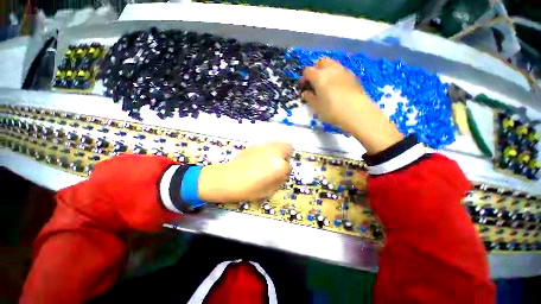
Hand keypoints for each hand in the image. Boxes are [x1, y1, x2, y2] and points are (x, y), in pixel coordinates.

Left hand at [198, 141, 292, 202]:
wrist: (227, 179)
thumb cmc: (249, 189)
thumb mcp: (269, 191)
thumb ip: (279, 180)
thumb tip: (281, 173)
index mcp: (279, 165)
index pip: (289, 166)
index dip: (285, 172)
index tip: (279, 176)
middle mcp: (274, 152)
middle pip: (288, 147)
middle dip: (286, 155)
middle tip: (279, 163)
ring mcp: (264, 146)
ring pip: (277, 143)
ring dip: (277, 151)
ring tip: (269, 160)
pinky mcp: (254, 145)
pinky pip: (266, 146)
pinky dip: (267, 151)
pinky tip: (258, 159)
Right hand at [301, 59, 402, 153]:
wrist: (357, 112)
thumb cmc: (332, 110)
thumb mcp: (316, 107)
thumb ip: (309, 98)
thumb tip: (305, 93)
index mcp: (319, 76)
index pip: (307, 71)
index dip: (304, 78)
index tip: (304, 87)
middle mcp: (331, 69)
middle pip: (320, 62)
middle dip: (315, 70)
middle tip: (315, 83)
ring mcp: (343, 71)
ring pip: (332, 64)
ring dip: (326, 71)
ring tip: (326, 84)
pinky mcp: (353, 76)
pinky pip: (341, 70)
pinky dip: (336, 75)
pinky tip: (337, 87)